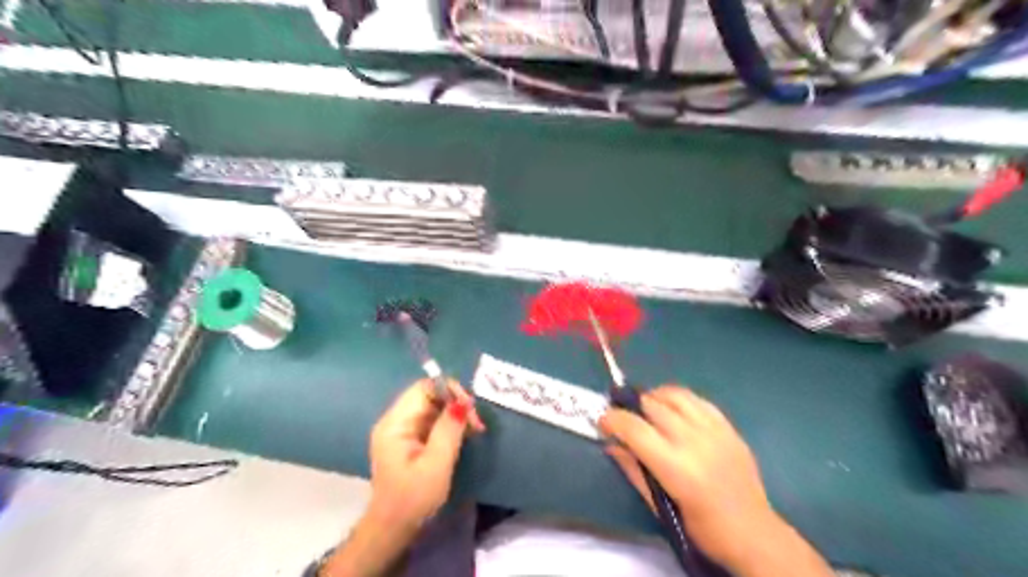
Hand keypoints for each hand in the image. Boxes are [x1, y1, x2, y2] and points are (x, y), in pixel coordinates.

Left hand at [321, 380, 487, 576]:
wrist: (393, 529)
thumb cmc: (414, 498)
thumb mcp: (436, 464)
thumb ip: (449, 430)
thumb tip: (462, 402)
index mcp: (395, 423)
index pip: (423, 388)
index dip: (449, 391)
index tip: (470, 409)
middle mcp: (395, 420)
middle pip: (429, 395)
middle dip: (455, 403)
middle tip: (476, 423)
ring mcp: (401, 429)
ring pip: (433, 407)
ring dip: (455, 414)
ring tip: (474, 429)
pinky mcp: (409, 439)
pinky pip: (431, 420)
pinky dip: (449, 423)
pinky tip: (463, 434)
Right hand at [600, 385, 783, 570]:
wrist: (755, 534)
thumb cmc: (703, 529)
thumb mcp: (662, 508)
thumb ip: (634, 472)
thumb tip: (611, 446)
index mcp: (676, 468)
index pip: (635, 429)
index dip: (613, 420)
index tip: (602, 421)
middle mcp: (695, 442)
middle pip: (652, 405)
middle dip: (630, 405)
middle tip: (622, 415)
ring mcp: (714, 431)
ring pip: (675, 395)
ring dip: (654, 396)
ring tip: (646, 407)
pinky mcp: (729, 427)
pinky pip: (698, 399)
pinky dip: (679, 399)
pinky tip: (673, 408)